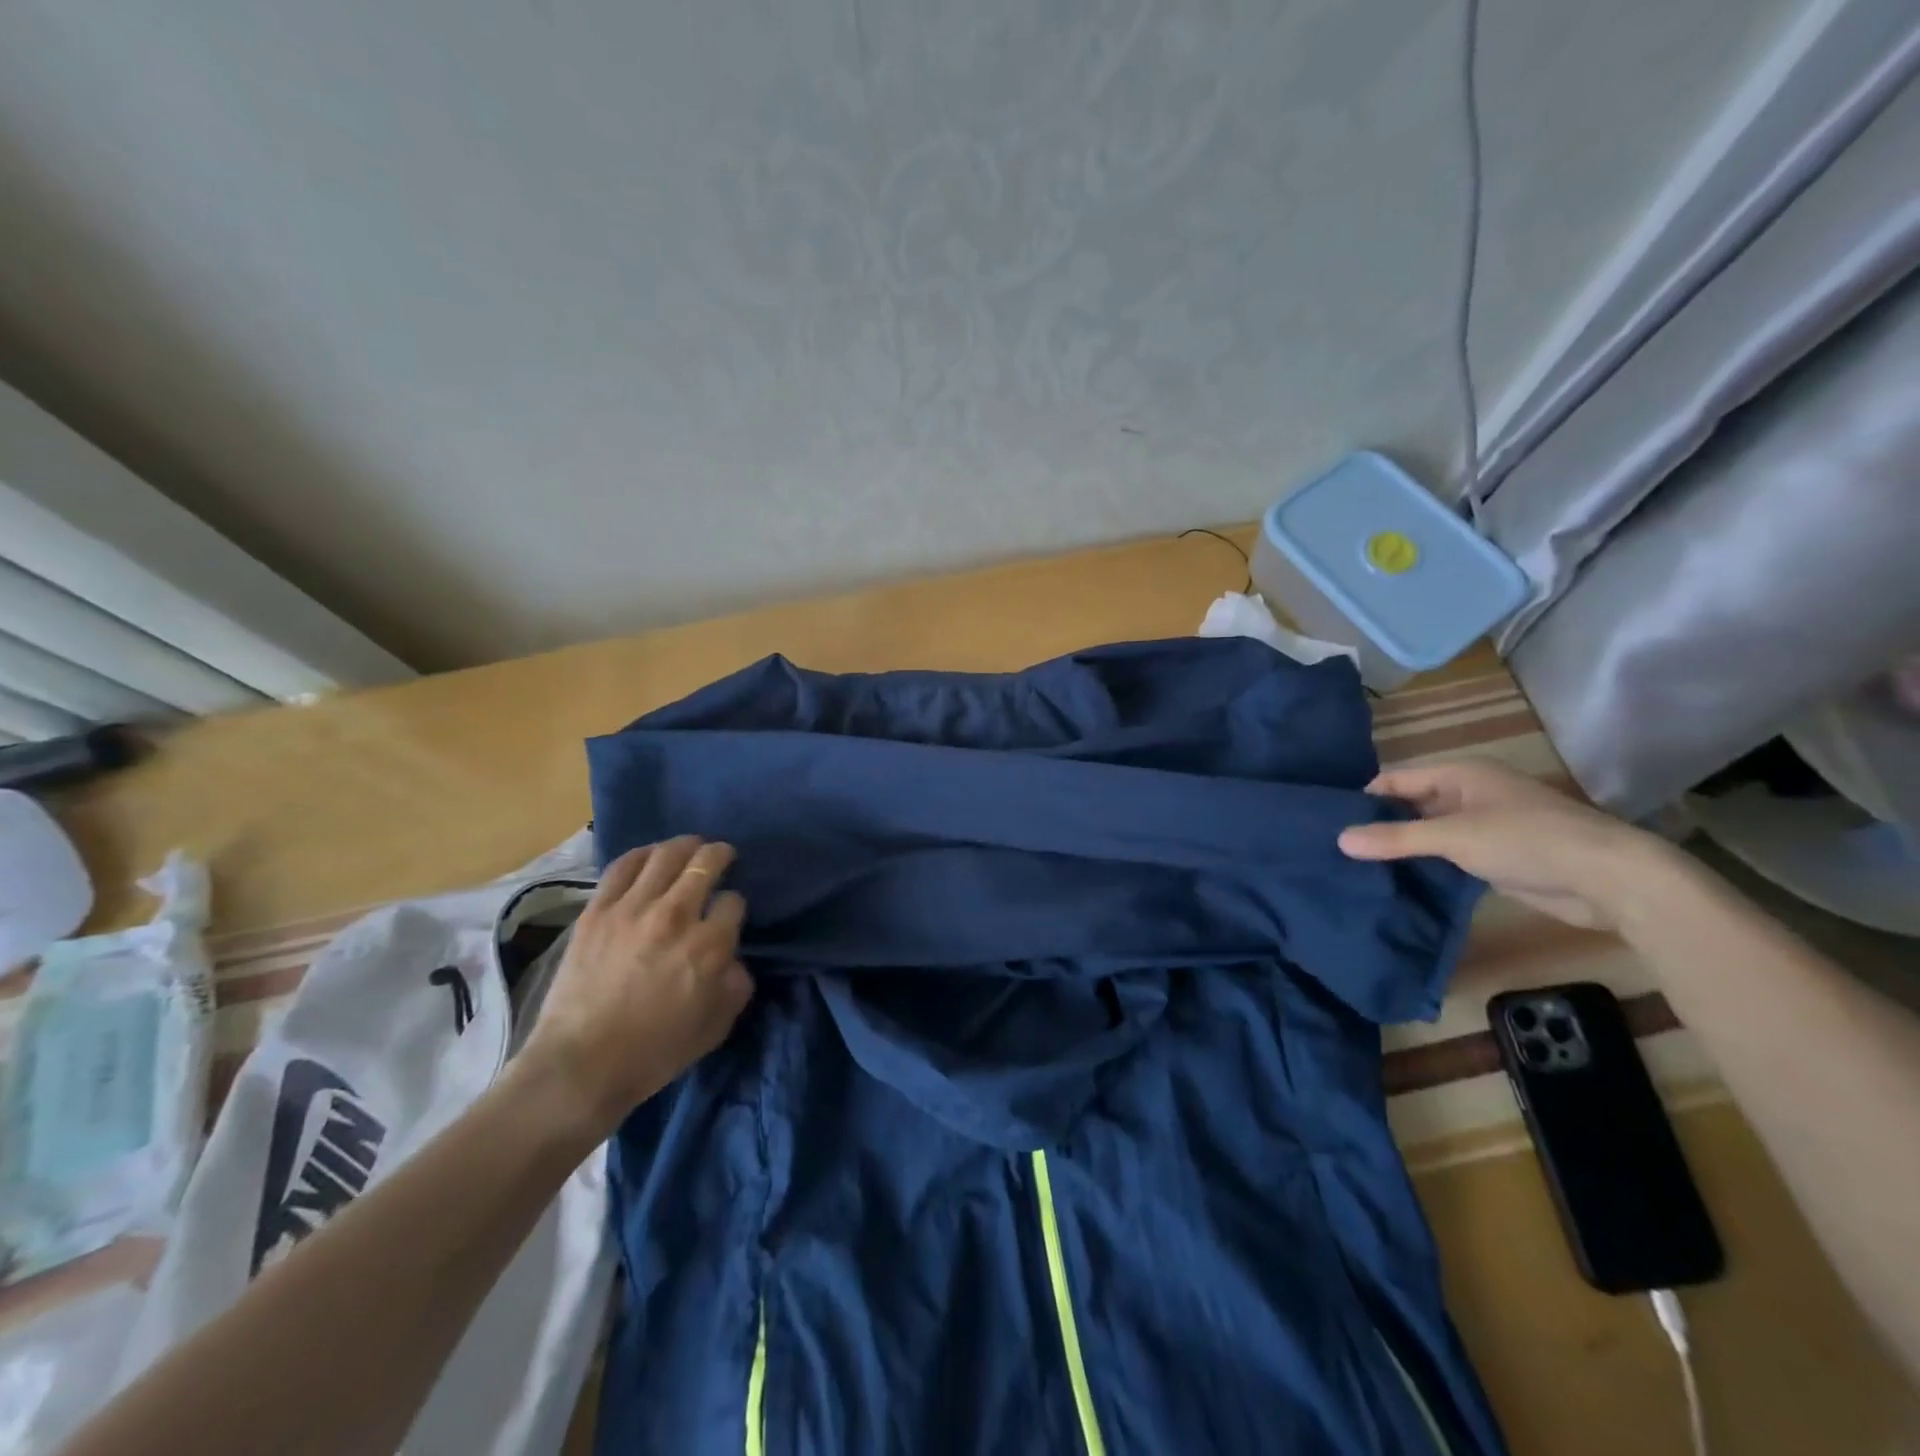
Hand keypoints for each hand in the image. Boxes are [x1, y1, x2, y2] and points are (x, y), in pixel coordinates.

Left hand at [519, 836, 752, 1138]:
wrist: (580, 1067)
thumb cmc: (654, 1053)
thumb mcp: (715, 1027)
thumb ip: (736, 985)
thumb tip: (734, 959)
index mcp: (709, 946)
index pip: (734, 902)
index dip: (735, 904)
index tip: (728, 913)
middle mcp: (676, 916)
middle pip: (706, 863)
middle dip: (720, 855)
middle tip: (722, 855)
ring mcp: (633, 909)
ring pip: (666, 855)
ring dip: (685, 845)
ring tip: (690, 846)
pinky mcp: (597, 911)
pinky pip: (623, 866)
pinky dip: (642, 855)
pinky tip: (650, 856)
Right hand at [1337, 759, 1672, 930]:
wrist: (1608, 879)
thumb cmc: (1527, 840)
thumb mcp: (1453, 836)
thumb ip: (1395, 839)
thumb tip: (1339, 840)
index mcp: (1460, 775)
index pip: (1397, 780)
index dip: (1365, 798)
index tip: (1330, 821)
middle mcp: (1469, 795)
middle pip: (1411, 805)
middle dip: (1379, 825)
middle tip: (1337, 848)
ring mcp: (1484, 826)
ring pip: (1428, 833)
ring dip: (1402, 848)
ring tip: (1357, 867)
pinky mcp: (1496, 857)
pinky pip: (1448, 856)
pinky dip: (1425, 866)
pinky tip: (1397, 882)